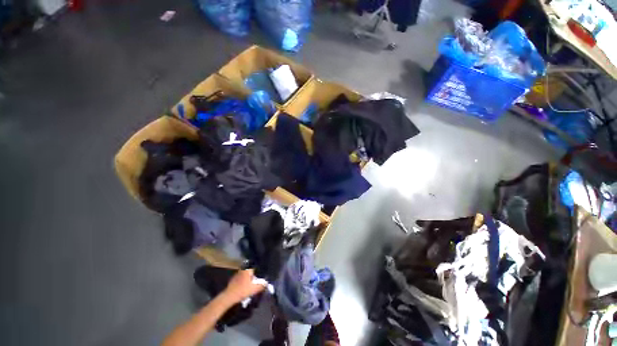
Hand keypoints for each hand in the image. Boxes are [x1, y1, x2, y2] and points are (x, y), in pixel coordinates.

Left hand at [223, 269, 265, 303]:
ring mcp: (237, 275)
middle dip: (254, 275)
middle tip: (257, 281)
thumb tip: (267, 283)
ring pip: (245, 275)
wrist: (228, 297)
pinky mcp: (233, 280)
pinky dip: (243, 282)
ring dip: (248, 279)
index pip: (255, 267)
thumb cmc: (242, 291)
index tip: (261, 276)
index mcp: (247, 270)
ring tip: (252, 284)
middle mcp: (242, 270)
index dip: (259, 272)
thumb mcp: (254, 289)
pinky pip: (241, 279)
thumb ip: (262, 285)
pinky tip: (245, 287)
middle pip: (250, 271)